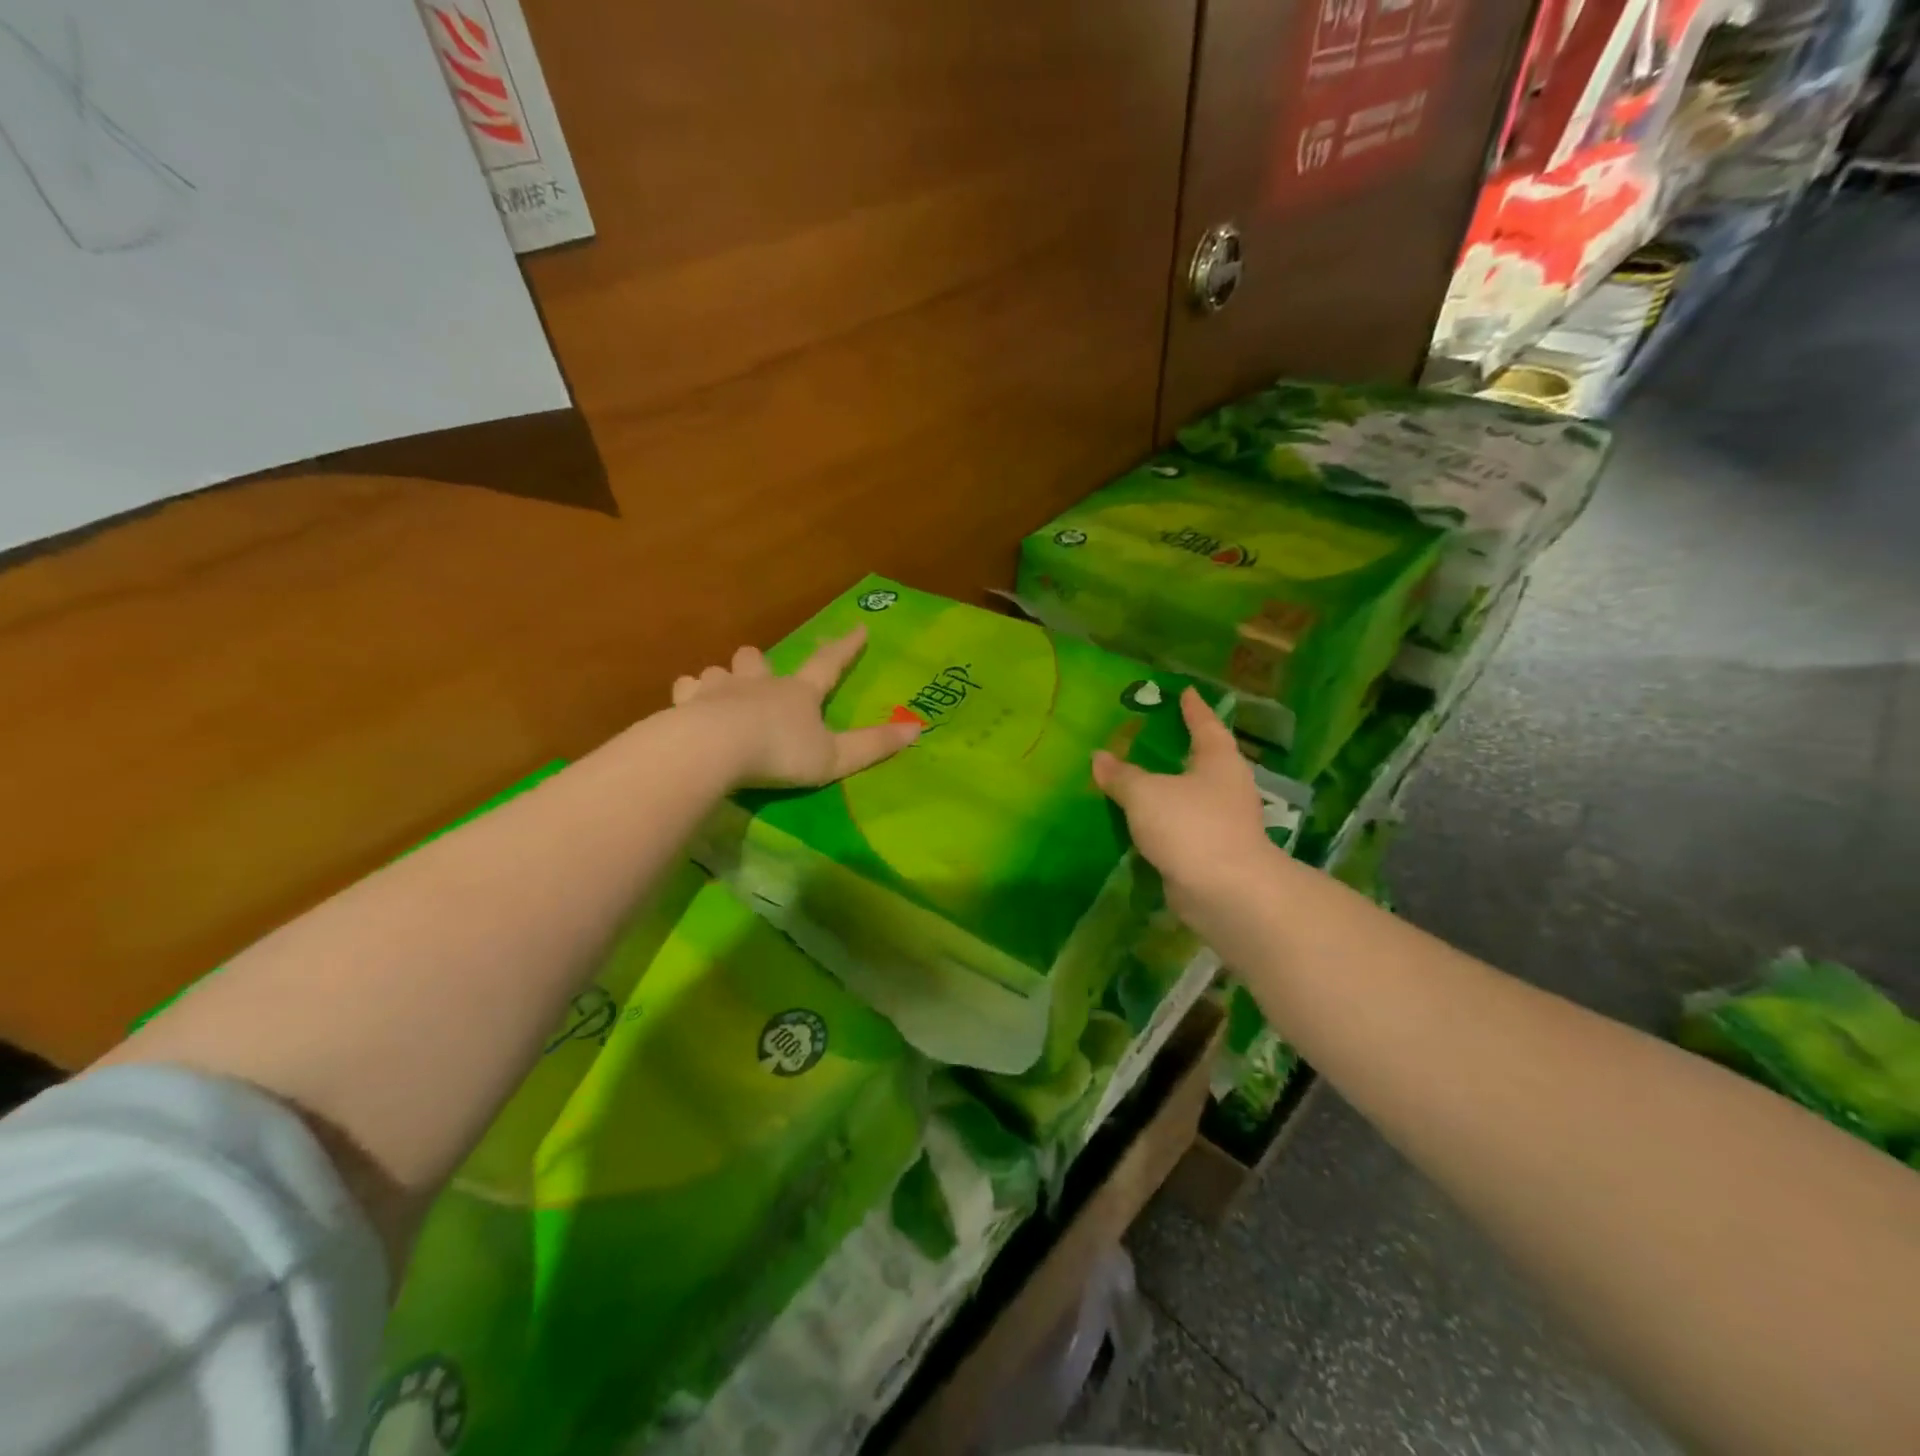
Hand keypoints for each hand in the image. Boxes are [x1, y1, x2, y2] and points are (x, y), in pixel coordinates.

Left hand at [672, 626, 919, 787]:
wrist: (713, 749)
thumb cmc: (779, 753)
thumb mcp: (835, 757)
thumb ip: (873, 745)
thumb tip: (918, 729)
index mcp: (797, 693)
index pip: (828, 664)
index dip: (845, 647)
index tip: (859, 627)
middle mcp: (757, 683)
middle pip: (757, 658)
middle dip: (759, 662)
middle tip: (759, 670)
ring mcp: (718, 690)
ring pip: (718, 672)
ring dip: (722, 679)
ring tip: (721, 694)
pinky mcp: (685, 704)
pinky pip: (686, 690)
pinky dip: (689, 697)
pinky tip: (688, 708)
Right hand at [1092, 687, 1273, 912]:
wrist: (1225, 892)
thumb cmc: (1191, 826)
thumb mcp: (1146, 793)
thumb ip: (1121, 775)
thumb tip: (1099, 757)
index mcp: (1219, 761)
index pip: (1205, 724)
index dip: (1193, 708)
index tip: (1186, 692)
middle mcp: (1226, 787)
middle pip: (1201, 760)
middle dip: (1178, 750)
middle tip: (1149, 736)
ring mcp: (1222, 823)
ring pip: (1189, 797)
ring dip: (1166, 789)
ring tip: (1135, 779)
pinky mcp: (1211, 853)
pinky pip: (1180, 828)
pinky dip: (1162, 822)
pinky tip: (1138, 822)